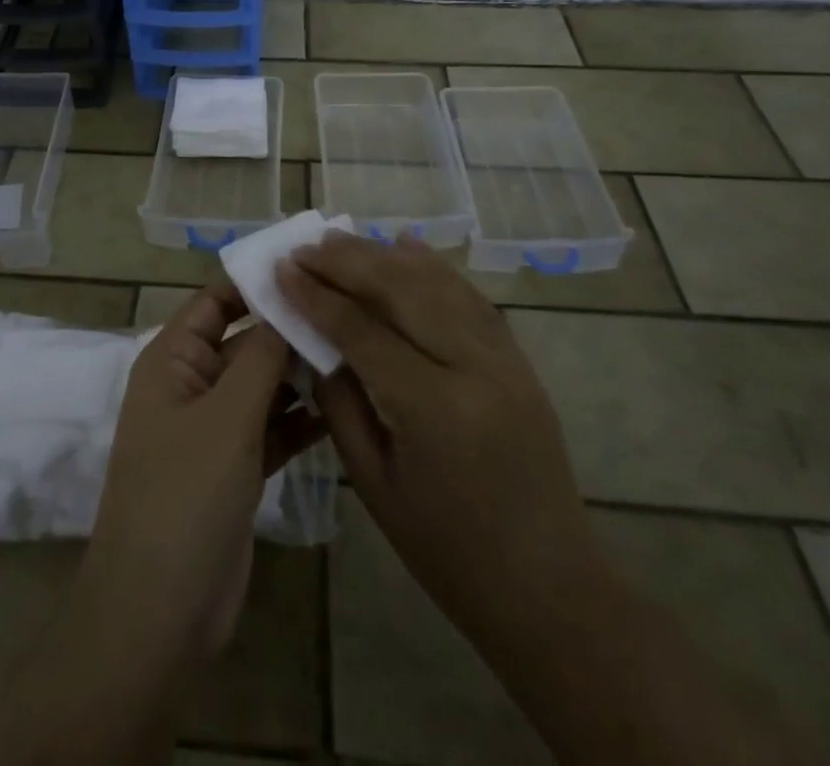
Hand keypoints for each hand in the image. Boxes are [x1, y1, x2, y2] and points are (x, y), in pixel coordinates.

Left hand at [86, 282, 325, 666]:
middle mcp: (192, 385)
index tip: (310, 265)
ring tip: (357, 352)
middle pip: (244, 341)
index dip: (256, 282)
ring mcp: (215, 429)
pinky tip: (343, 405)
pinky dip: (300, 418)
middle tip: (350, 311)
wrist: (160, 610)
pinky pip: (272, 427)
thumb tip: (287, 300)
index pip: (215, 301)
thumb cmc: (184, 495)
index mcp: (173, 359)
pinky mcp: (237, 468)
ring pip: (263, 385)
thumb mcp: (226, 416)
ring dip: (300, 373)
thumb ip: (261, 356)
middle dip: (289, 329)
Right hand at [278, 234, 603, 653]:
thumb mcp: (374, 484)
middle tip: (304, 247)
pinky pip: (469, 296)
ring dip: (383, 254)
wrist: (549, 589)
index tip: (280, 269)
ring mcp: (504, 358)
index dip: (315, 296)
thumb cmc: (448, 552)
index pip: (361, 329)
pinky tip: (405, 245)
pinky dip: (433, 266)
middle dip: (346, 261)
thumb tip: (314, 342)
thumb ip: (341, 403)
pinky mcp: (518, 358)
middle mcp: (474, 367)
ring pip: (436, 281)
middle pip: (400, 289)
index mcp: (433, 408)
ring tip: (340, 239)